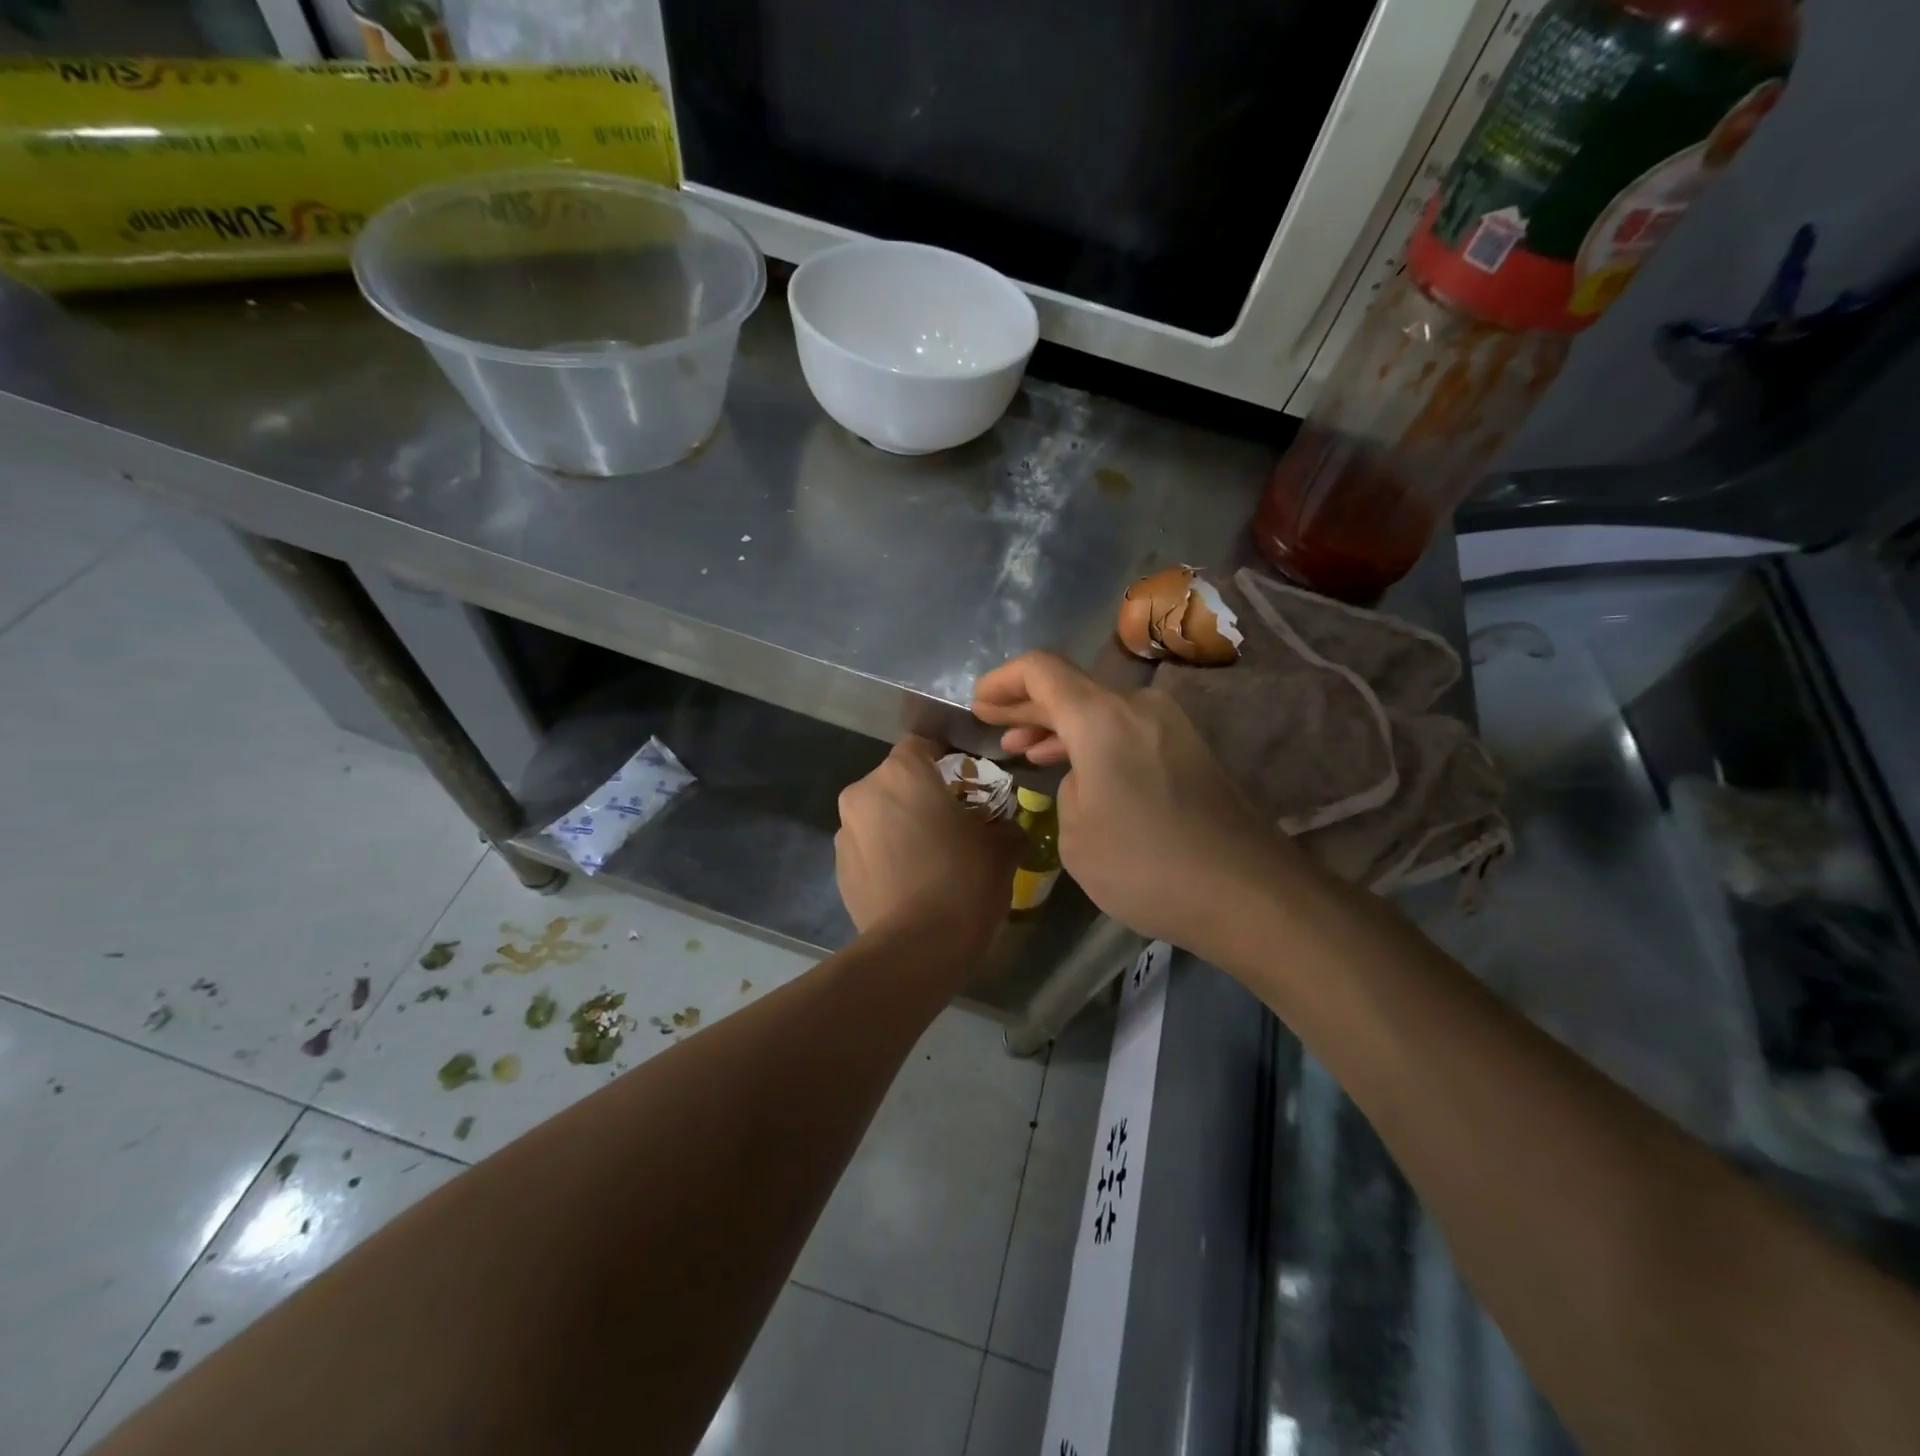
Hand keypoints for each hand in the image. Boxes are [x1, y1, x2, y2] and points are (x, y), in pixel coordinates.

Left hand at [835, 736, 1017, 955]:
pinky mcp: (839, 869)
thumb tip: (1006, 826)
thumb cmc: (964, 881)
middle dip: (921, 794)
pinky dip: (886, 855)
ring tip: (929, 857)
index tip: (967, 780)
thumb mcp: (1002, 847)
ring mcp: (845, 833)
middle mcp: (864, 792)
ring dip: (900, 825)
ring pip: (879, 814)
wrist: (917, 948)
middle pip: (896, 780)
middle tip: (952, 821)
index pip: (922, 744)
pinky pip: (868, 848)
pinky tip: (910, 882)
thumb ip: (1004, 823)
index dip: (946, 757)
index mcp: (902, 772)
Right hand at [972, 651, 1294, 957]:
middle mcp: (1138, 707)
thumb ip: (1068, 789)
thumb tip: (1087, 779)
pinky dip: (1092, 742)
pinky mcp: (1190, 753)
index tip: (977, 704)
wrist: (1249, 894)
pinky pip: (1126, 732)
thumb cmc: (1147, 865)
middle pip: (1071, 687)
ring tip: (1024, 749)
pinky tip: (1075, 769)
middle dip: (1026, 703)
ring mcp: (1171, 727)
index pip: (1041, 669)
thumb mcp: (1076, 835)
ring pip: (1100, 711)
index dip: (1002, 680)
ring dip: (1060, 726)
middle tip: (992, 722)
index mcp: (1101, 716)